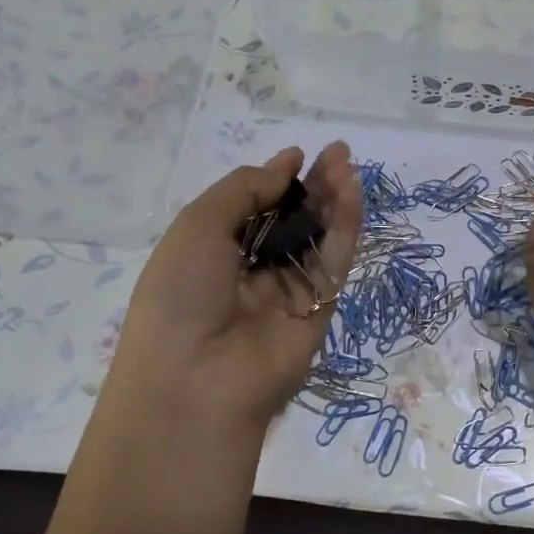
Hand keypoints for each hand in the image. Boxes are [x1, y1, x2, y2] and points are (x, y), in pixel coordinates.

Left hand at [101, 143, 361, 437]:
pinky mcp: (321, 307)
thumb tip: (284, 166)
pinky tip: (352, 192)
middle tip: (337, 153)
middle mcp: (252, 270)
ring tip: (346, 163)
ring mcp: (289, 290)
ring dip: (333, 199)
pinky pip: (335, 260)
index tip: (297, 156)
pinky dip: (346, 225)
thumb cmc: (181, 295)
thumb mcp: (198, 226)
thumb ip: (244, 189)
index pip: (252, 209)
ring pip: (318, 236)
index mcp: (213, 253)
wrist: (197, 381)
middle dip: (312, 185)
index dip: (274, 181)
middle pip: (291, 219)